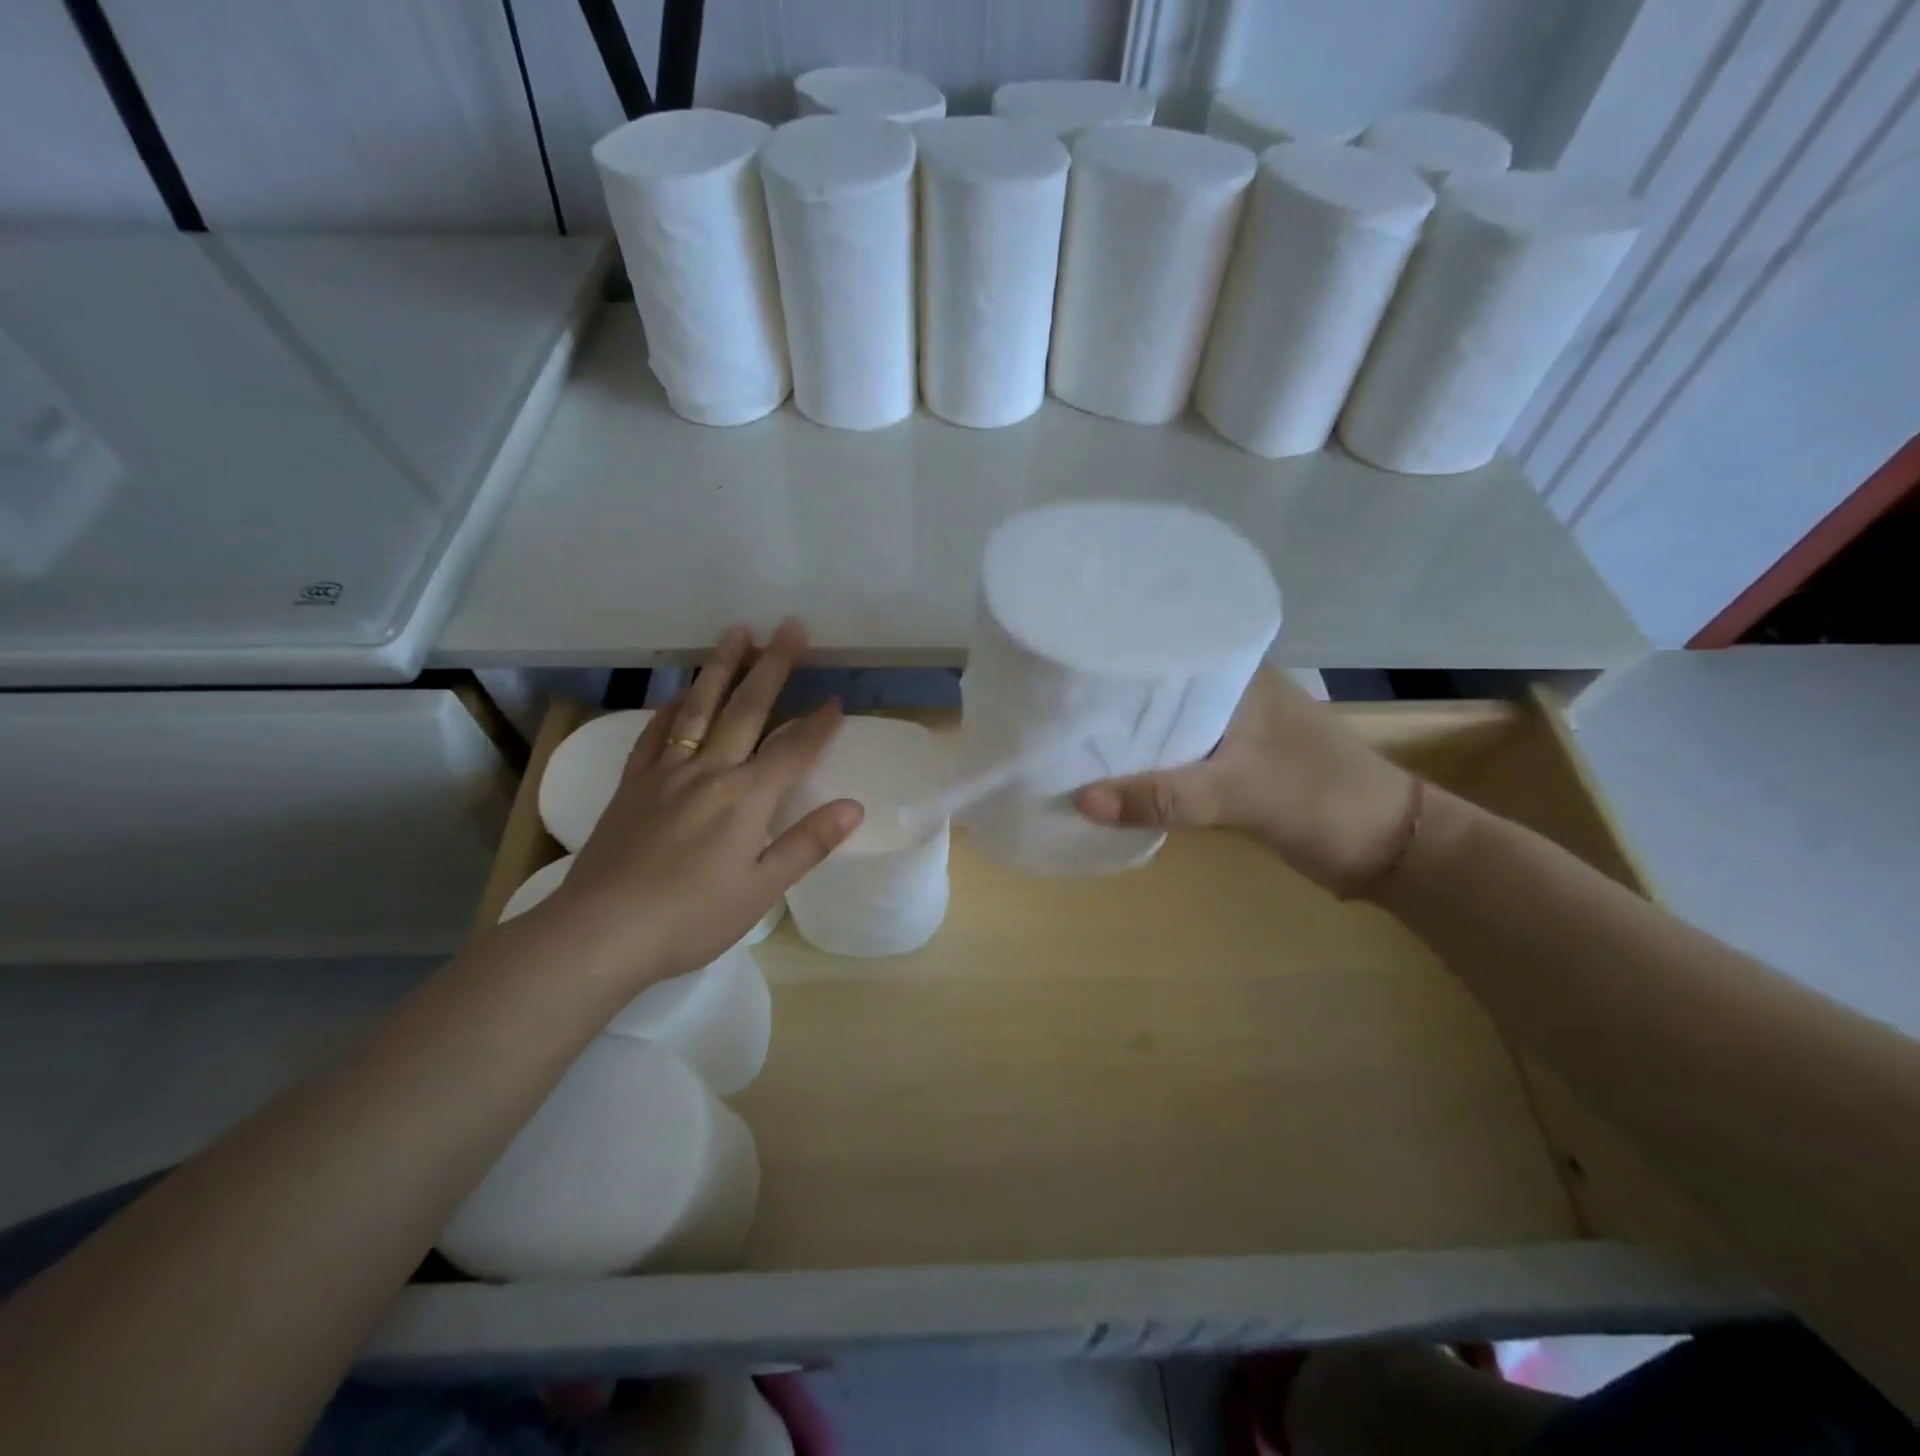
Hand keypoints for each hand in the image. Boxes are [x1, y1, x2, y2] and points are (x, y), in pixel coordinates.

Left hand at [538, 620, 861, 983]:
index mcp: (745, 799)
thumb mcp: (761, 890)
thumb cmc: (691, 917)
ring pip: (700, 707)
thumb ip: (807, 843)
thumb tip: (854, 807)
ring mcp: (666, 772)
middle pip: (747, 709)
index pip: (793, 750)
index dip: (819, 725)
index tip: (836, 700)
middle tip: (790, 627)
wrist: (600, 931)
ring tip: (738, 633)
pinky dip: (673, 706)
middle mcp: (709, 772)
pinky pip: (657, 732)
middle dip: (773, 666)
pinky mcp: (633, 783)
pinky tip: (682, 692)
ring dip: (722, 668)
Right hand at [1074, 668, 1414, 894]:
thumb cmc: (1320, 799)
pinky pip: (1173, 750)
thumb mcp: (1238, 794)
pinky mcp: (1229, 758)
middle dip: (1110, 692)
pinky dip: (1145, 758)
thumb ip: (1163, 798)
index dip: (1114, 648)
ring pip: (1163, 718)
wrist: (1384, 848)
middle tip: (1052, 694)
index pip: (1164, 642)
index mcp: (1237, 670)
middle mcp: (1229, 687)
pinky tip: (1108, 766)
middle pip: (1156, 682)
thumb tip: (1079, 800)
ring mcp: (1230, 724)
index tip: (1061, 653)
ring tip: (1066, 727)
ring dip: (1126, 728)